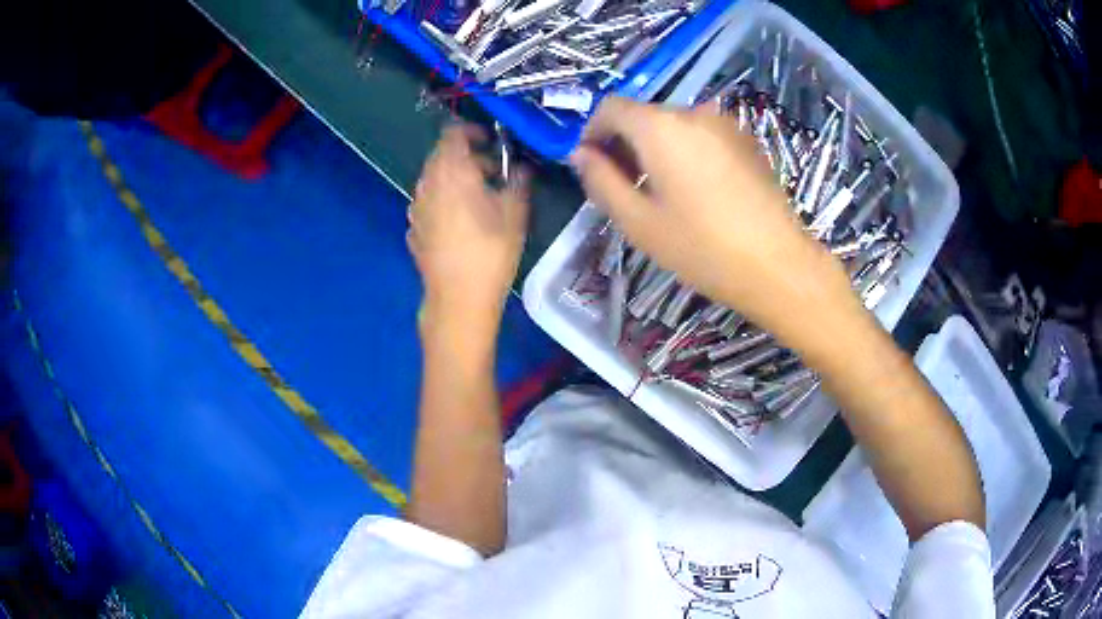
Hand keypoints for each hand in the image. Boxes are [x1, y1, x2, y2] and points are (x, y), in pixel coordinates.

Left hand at [408, 124, 530, 339]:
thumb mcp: (516, 212)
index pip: (453, 133)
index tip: (492, 142)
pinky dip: (445, 201)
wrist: (458, 298)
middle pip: (442, 156)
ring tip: (480, 198)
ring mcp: (416, 207)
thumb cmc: (490, 251)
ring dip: (456, 179)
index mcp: (451, 171)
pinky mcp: (413, 229)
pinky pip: (429, 203)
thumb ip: (518, 181)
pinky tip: (461, 223)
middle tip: (494, 172)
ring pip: (434, 180)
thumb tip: (520, 168)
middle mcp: (427, 183)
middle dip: (468, 157)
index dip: (473, 131)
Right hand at [571, 97, 853, 338]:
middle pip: (644, 116)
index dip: (592, 132)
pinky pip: (702, 136)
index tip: (590, 165)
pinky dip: (685, 152)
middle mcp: (693, 112)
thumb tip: (580, 155)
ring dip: (656, 149)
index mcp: (661, 126)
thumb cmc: (702, 247)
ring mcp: (725, 124)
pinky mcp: (747, 141)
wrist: (778, 264)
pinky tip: (695, 192)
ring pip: (674, 126)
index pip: (610, 108)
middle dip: (624, 144)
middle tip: (623, 187)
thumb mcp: (638, 221)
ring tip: (660, 193)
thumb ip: (601, 181)